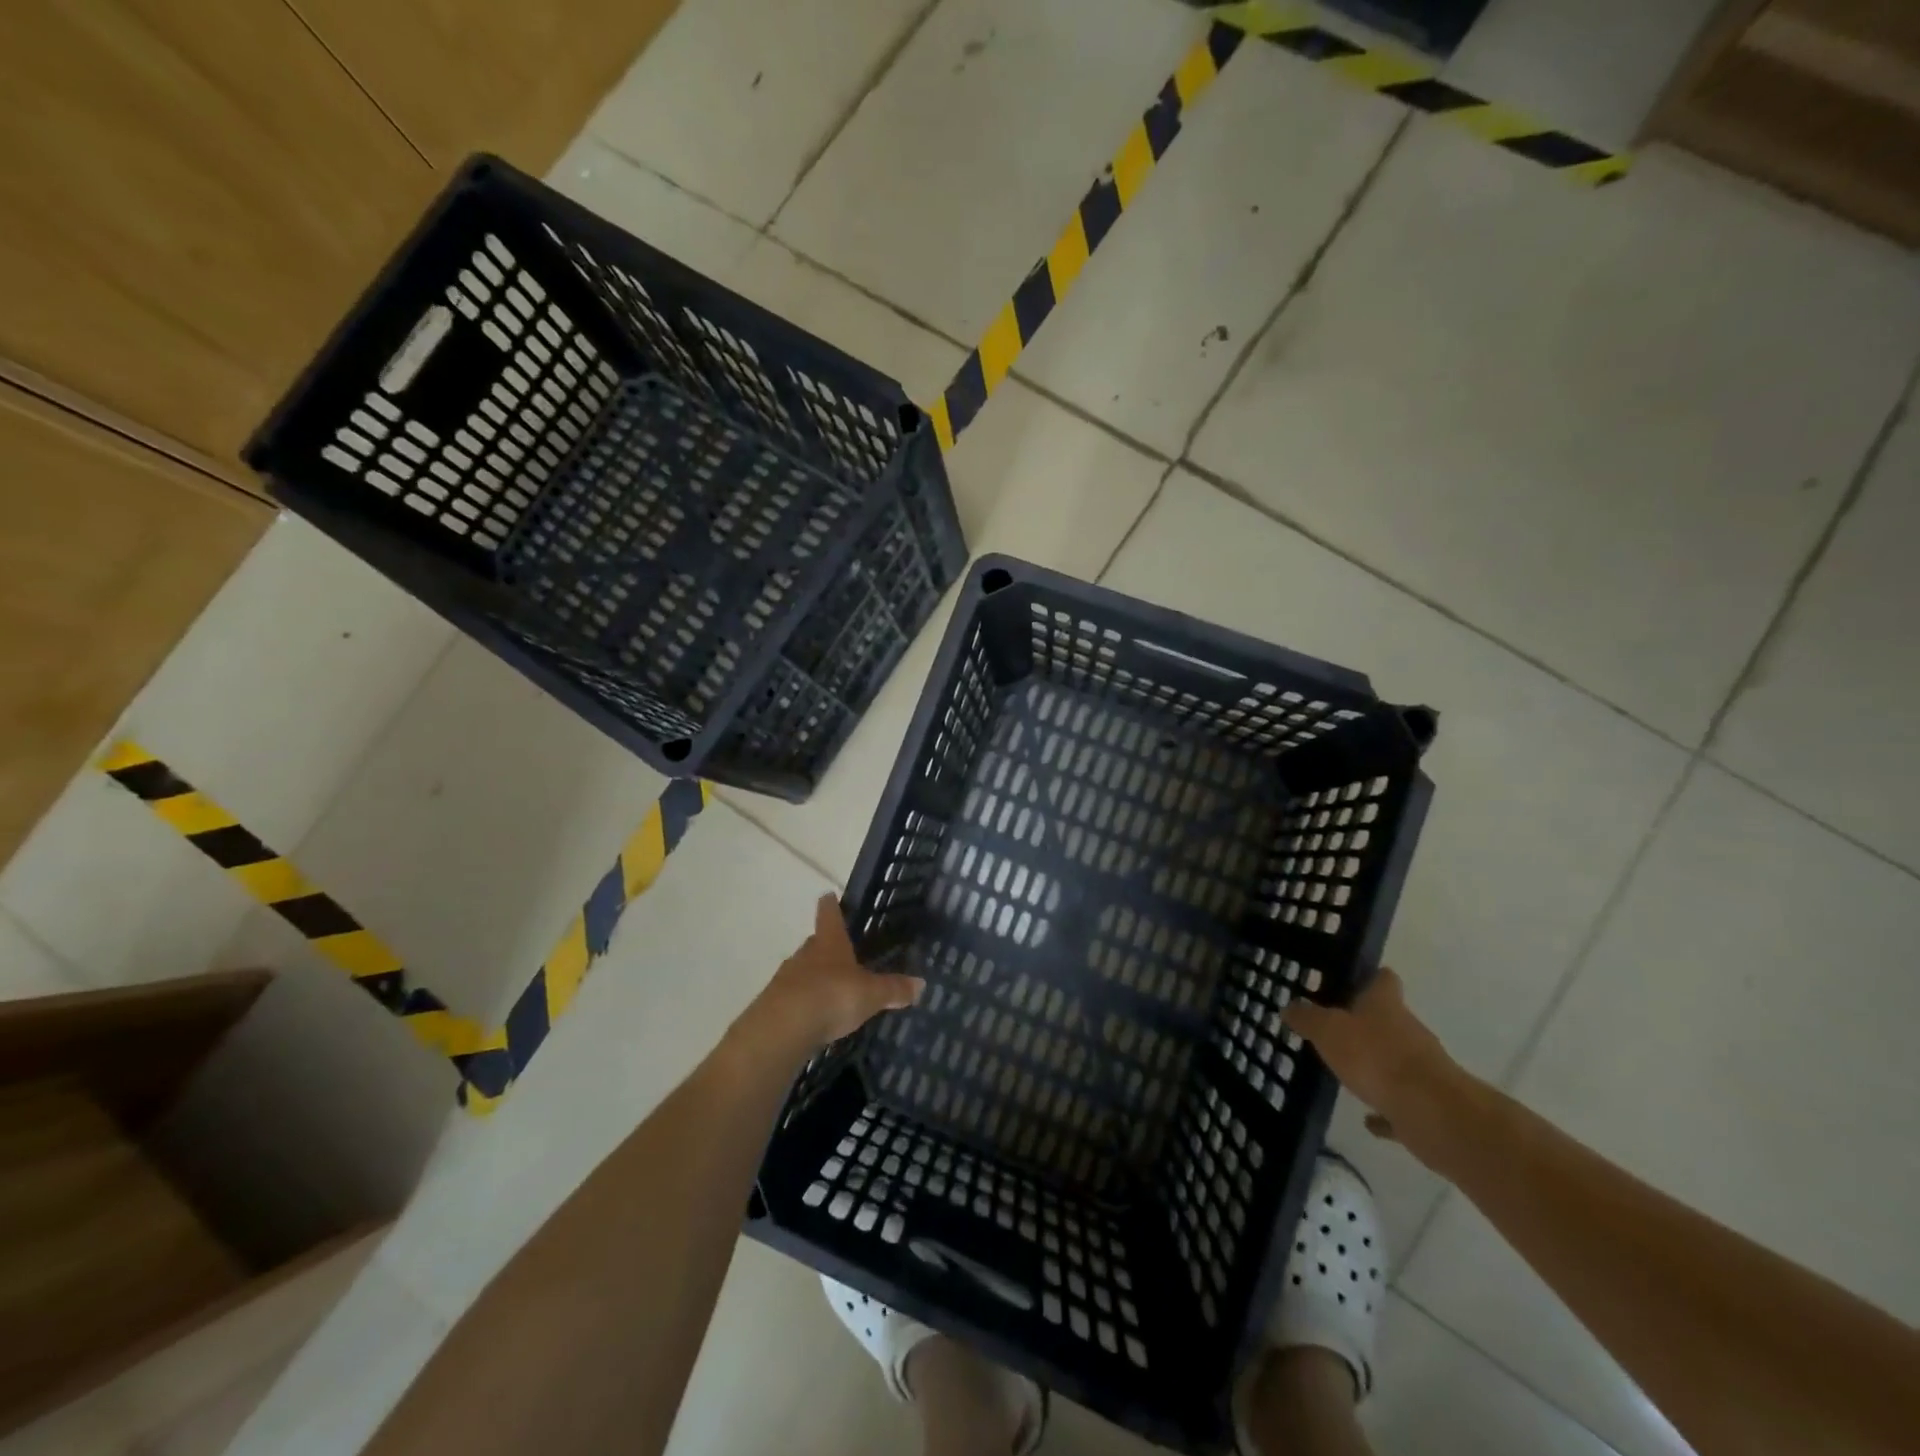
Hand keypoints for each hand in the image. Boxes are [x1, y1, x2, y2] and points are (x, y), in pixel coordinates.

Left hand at [734, 895, 923, 1059]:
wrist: (783, 1029)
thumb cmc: (832, 996)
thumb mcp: (871, 994)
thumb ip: (894, 989)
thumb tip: (921, 984)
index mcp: (829, 942)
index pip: (828, 914)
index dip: (830, 905)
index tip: (828, 895)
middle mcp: (805, 954)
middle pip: (815, 943)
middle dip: (826, 946)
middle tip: (841, 952)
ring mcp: (786, 978)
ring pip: (803, 970)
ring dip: (815, 977)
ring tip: (832, 989)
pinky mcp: (774, 1005)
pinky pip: (794, 997)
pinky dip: (804, 1002)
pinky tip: (815, 1016)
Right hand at [1283, 968, 1464, 1142]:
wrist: (1433, 1114)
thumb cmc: (1375, 1058)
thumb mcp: (1327, 1030)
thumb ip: (1306, 1018)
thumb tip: (1290, 1007)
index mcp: (1386, 1005)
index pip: (1383, 979)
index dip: (1369, 977)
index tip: (1349, 982)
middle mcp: (1409, 1030)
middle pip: (1388, 1019)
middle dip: (1365, 1024)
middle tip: (1333, 1029)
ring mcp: (1422, 1068)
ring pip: (1395, 1059)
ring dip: (1375, 1065)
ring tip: (1345, 1071)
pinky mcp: (1428, 1104)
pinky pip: (1400, 1100)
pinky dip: (1385, 1106)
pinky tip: (1367, 1117)